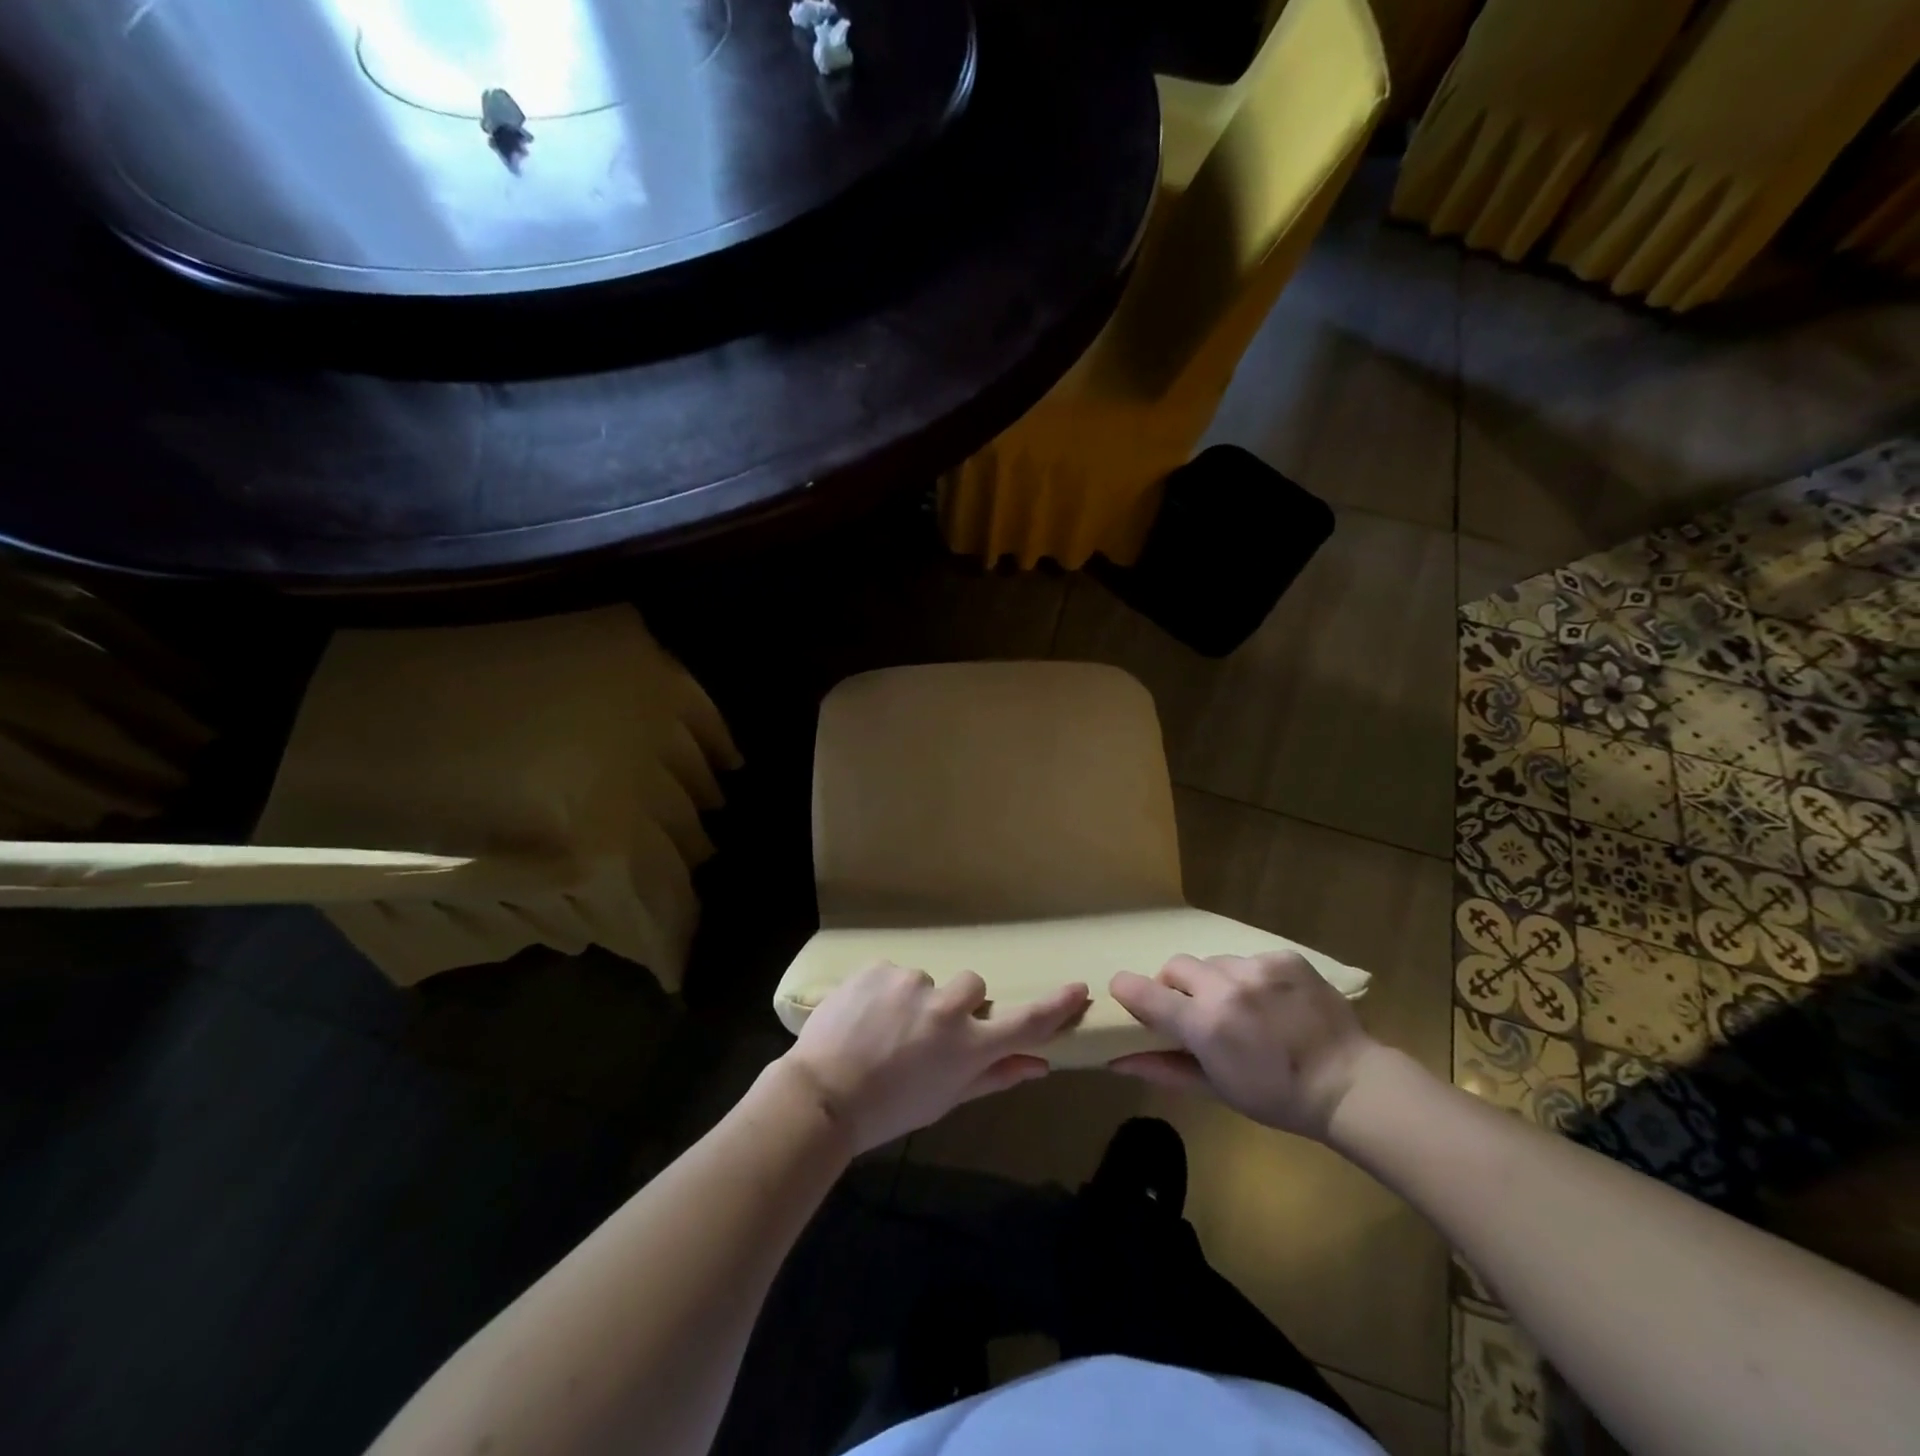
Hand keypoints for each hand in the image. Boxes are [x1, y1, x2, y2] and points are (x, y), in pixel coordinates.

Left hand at [781, 962, 1089, 1153]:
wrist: (821, 1094)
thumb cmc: (888, 1109)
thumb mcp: (944, 1101)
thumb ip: (993, 1078)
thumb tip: (1039, 1065)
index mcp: (968, 1046)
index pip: (1025, 1022)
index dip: (1056, 1006)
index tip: (1079, 989)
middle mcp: (947, 1007)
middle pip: (973, 986)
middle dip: (959, 1003)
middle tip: (927, 1031)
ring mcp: (912, 982)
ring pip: (928, 980)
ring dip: (915, 999)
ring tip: (883, 1028)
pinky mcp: (880, 967)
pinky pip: (893, 973)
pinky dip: (884, 991)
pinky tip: (863, 1016)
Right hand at [1107, 952, 1376, 1138]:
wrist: (1350, 1084)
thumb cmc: (1277, 1097)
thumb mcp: (1216, 1089)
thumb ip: (1162, 1068)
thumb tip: (1115, 1060)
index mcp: (1205, 1023)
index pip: (1145, 992)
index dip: (1127, 989)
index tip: (1125, 993)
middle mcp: (1226, 986)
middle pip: (1176, 965)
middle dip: (1175, 985)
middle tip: (1194, 1010)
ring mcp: (1257, 967)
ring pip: (1214, 961)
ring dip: (1215, 981)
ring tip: (1241, 1007)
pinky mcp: (1284, 957)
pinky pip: (1250, 959)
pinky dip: (1250, 977)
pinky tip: (1271, 1001)